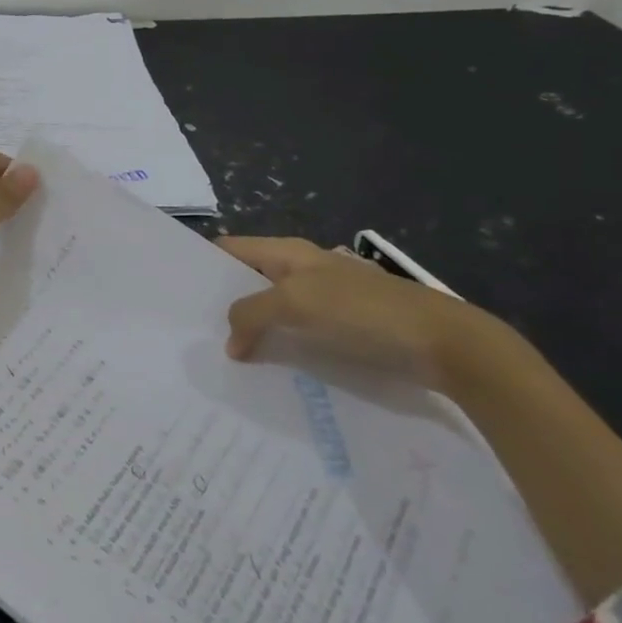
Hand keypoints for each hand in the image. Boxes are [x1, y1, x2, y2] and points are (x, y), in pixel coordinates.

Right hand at [217, 236, 498, 390]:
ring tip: (222, 360)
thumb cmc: (364, 313)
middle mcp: (303, 271)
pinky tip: (268, 373)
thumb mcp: (297, 305)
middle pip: (250, 281)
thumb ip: (252, 314)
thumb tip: (230, 341)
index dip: (204, 265)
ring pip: (273, 311)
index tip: (177, 294)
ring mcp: (325, 301)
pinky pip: (298, 335)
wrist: (444, 344)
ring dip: (251, 331)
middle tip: (193, 336)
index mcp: (290, 253)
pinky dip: (280, 348)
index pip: (232, 249)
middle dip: (223, 304)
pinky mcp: (344, 330)